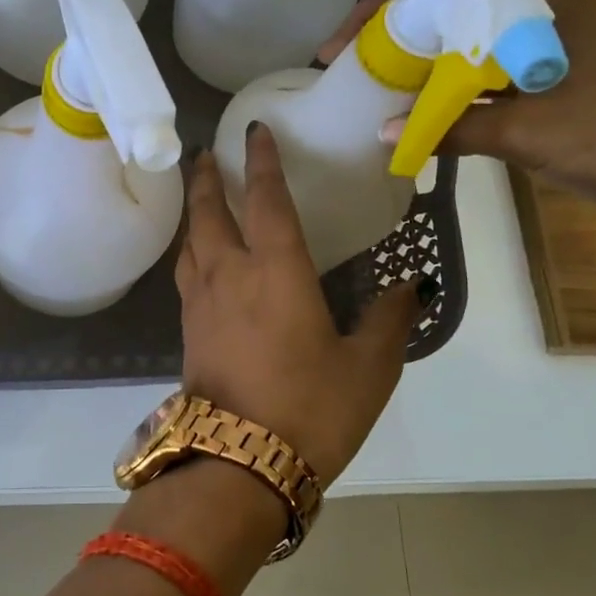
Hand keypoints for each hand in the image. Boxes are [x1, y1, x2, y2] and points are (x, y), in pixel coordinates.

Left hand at [175, 126, 424, 484]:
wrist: (238, 464)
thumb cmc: (310, 409)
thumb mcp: (368, 368)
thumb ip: (388, 321)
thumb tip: (410, 288)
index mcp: (276, 271)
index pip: (267, 200)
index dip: (263, 162)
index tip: (255, 131)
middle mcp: (230, 275)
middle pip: (210, 212)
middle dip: (208, 178)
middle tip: (206, 153)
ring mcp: (202, 303)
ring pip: (191, 241)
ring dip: (194, 211)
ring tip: (200, 197)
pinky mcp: (188, 331)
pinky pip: (185, 273)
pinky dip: (190, 249)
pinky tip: (198, 258)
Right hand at [319, 0, 595, 241]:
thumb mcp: (530, 129)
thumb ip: (454, 129)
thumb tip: (384, 134)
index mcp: (536, 9)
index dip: (389, 5)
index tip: (347, 39)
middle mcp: (536, 28)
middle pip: (449, 20)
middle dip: (397, 41)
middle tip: (351, 69)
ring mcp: (542, 66)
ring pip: (463, 59)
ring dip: (421, 76)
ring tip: (373, 96)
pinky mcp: (548, 102)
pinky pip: (481, 95)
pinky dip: (447, 107)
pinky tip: (418, 125)